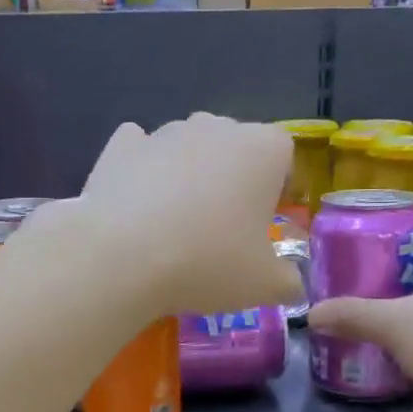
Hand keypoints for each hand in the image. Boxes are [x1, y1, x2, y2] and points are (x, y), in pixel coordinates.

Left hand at [54, 114, 302, 316]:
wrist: (123, 256)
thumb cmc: (208, 262)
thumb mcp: (265, 285)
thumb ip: (288, 280)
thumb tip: (292, 283)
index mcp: (262, 149)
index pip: (284, 153)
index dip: (279, 185)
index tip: (267, 218)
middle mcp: (216, 126)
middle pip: (234, 145)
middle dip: (232, 177)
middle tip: (223, 226)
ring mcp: (165, 132)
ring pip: (187, 146)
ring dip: (188, 172)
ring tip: (175, 221)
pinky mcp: (120, 145)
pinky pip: (140, 150)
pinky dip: (141, 168)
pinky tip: (136, 202)